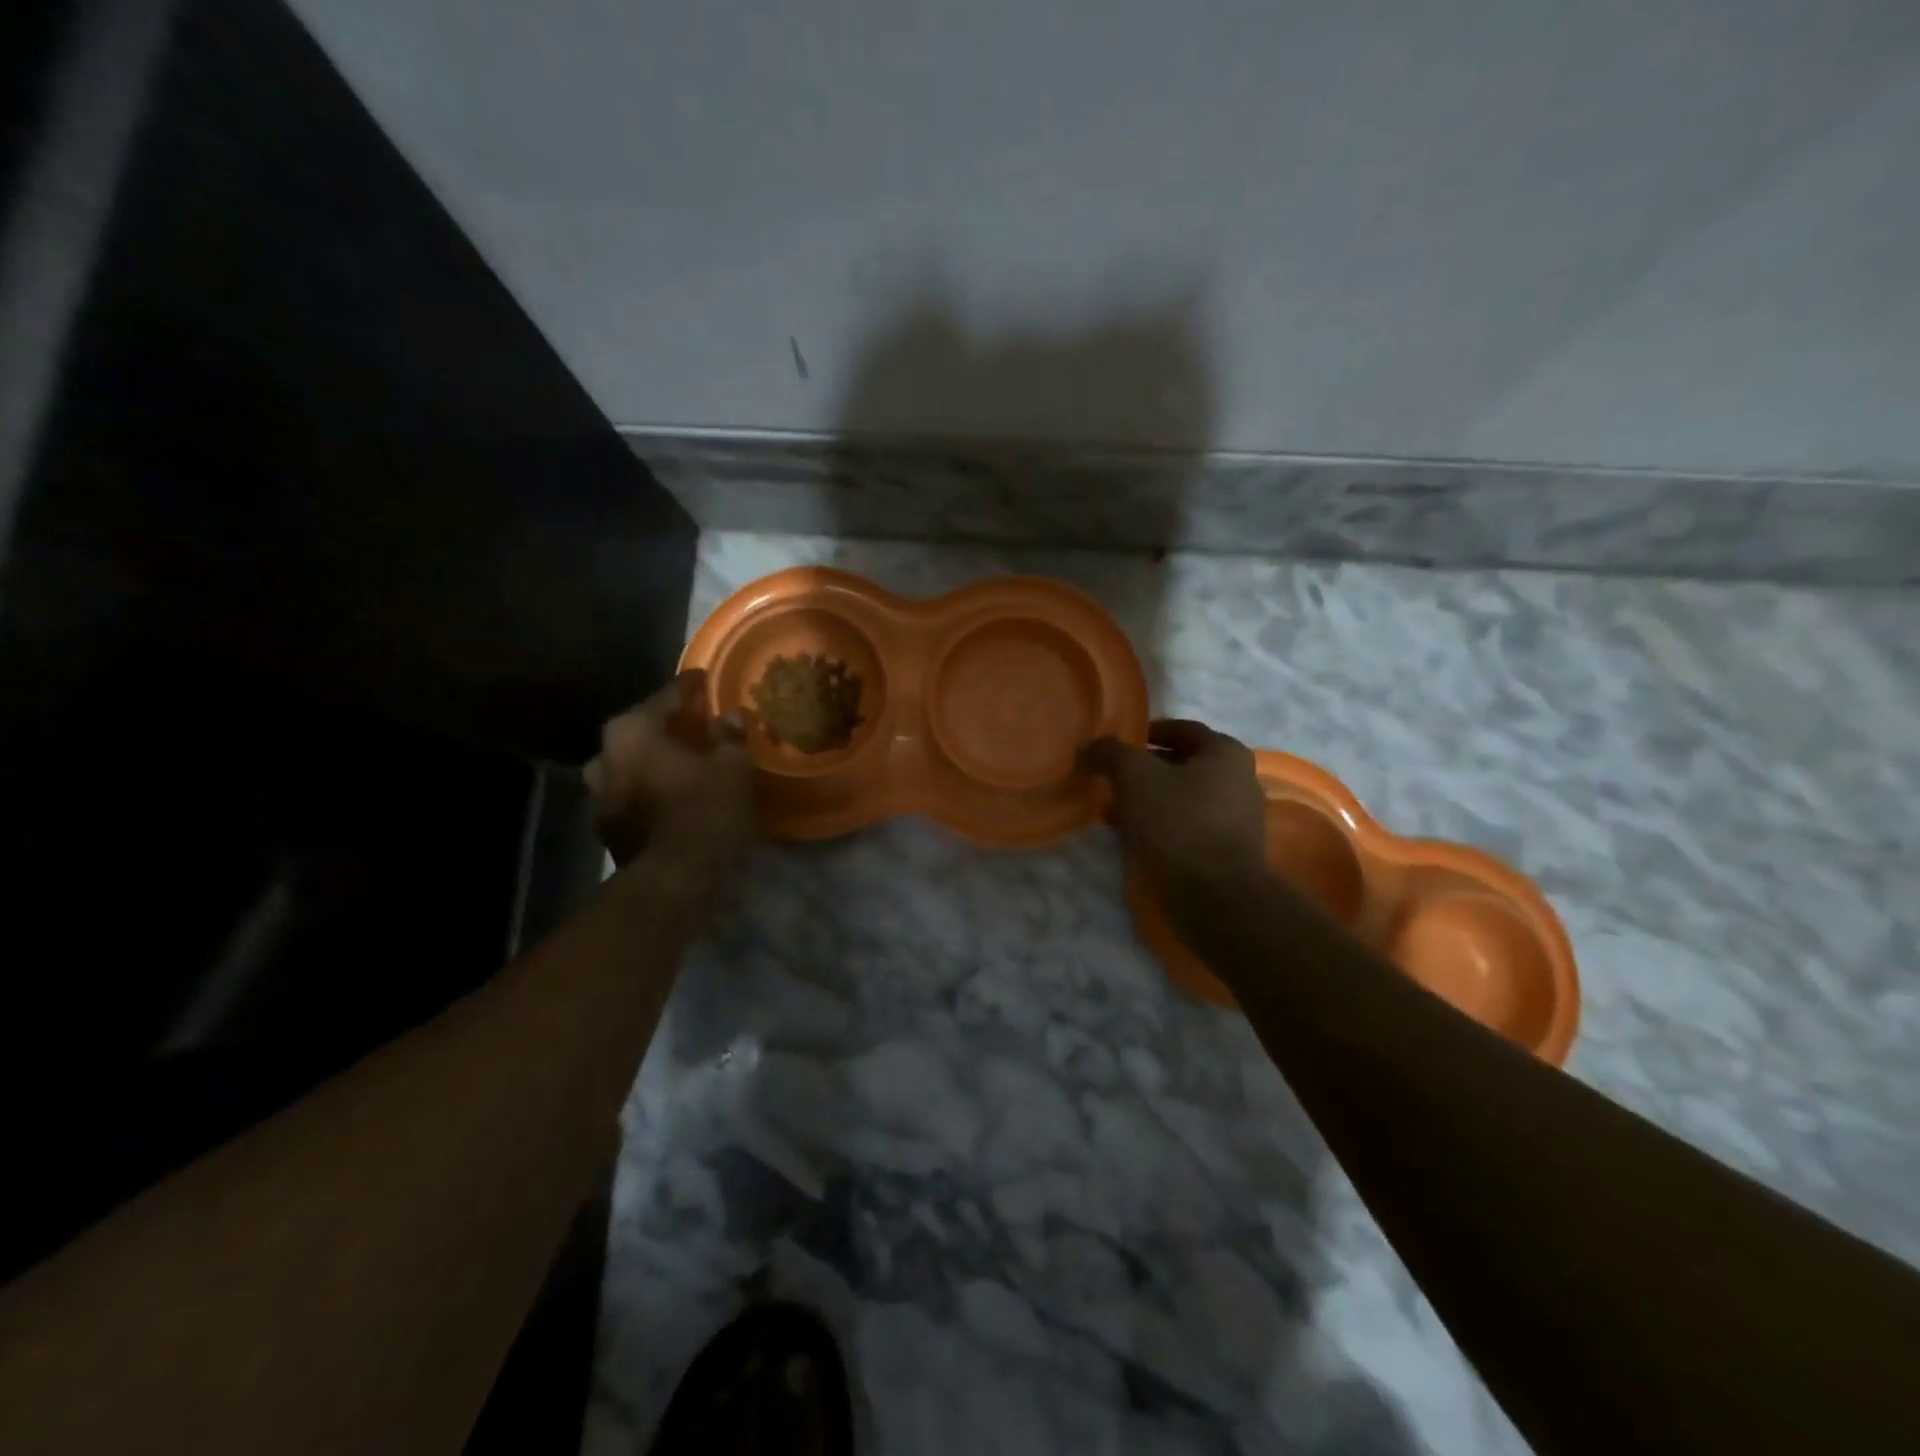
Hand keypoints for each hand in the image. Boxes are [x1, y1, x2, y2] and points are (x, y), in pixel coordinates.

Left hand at [583, 670, 755, 882]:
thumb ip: (729, 737)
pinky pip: (635, 794)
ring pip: (634, 764)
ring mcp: (601, 795)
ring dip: (658, 760)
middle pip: (643, 729)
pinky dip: (654, 789)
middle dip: (670, 726)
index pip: (667, 696)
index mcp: (633, 731)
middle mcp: (607, 756)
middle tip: (699, 723)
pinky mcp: (609, 828)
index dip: (691, 687)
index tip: (706, 678)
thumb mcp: (732, 769)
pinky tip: (678, 795)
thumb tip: (729, 717)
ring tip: (687, 761)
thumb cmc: (703, 813)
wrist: (672, 882)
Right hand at [1079, 719, 1270, 920]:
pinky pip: (1188, 827)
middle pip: (1183, 764)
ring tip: (1115, 810)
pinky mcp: (1228, 852)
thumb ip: (1110, 753)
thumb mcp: (1135, 777)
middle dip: (1145, 770)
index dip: (1146, 732)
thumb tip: (1089, 747)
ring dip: (1150, 800)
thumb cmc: (1179, 824)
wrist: (1216, 899)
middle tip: (1111, 778)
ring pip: (1184, 798)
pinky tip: (1134, 838)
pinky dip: (1161, 826)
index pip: (1182, 729)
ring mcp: (1238, 820)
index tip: (1117, 746)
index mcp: (1226, 753)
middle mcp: (1240, 781)